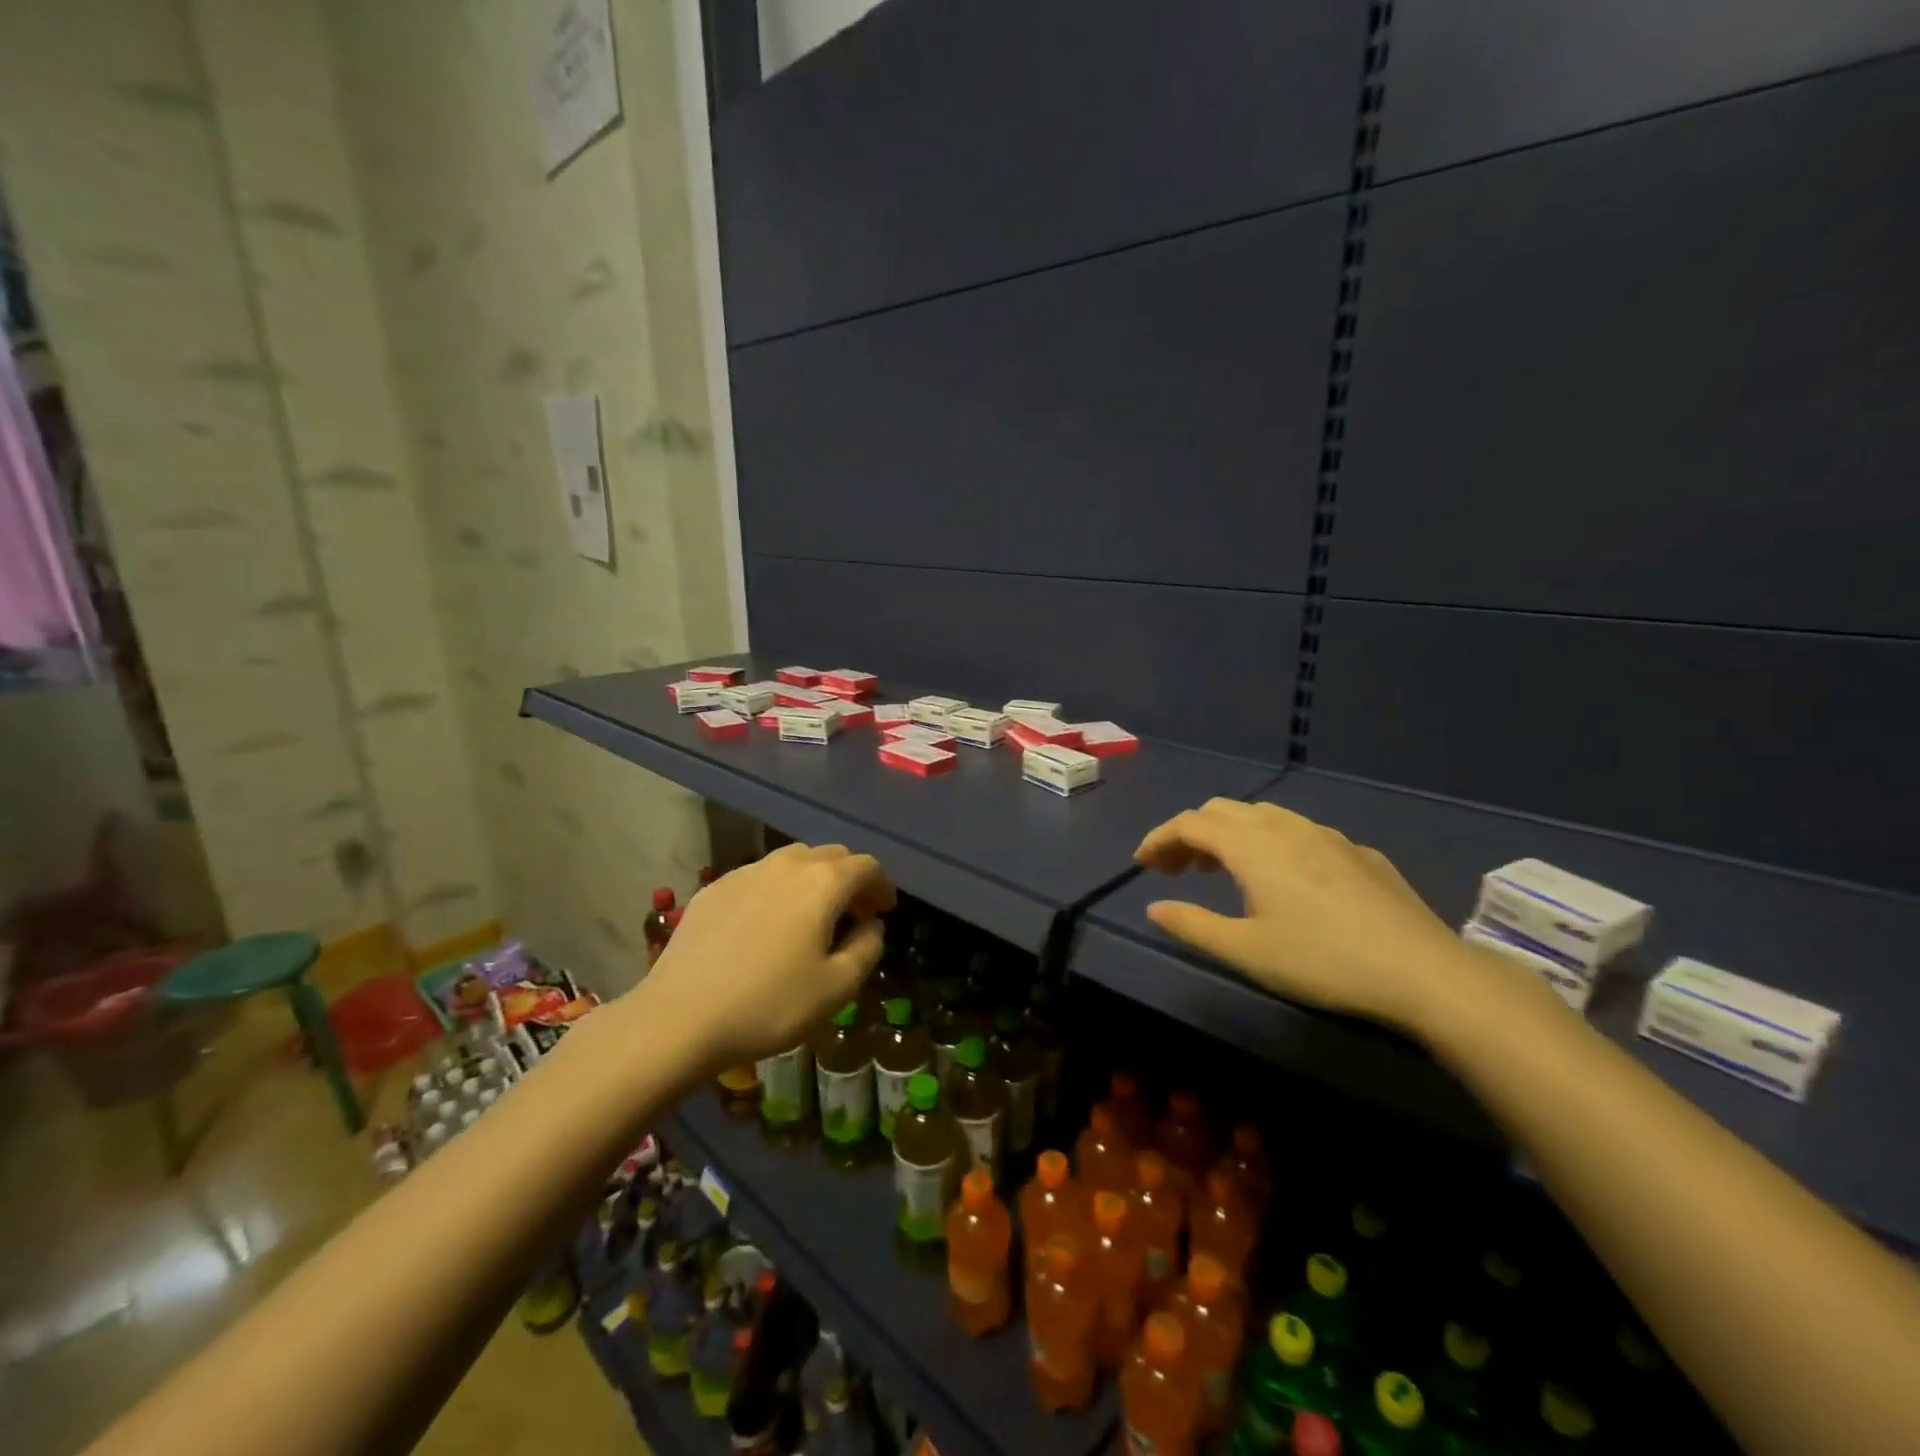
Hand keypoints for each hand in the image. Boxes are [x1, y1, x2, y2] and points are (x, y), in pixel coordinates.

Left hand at [638, 843, 895, 1070]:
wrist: (680, 1018)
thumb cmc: (770, 1005)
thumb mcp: (837, 988)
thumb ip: (867, 949)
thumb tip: (872, 926)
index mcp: (823, 883)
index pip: (866, 866)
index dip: (882, 885)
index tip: (884, 911)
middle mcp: (787, 864)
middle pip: (831, 856)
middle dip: (850, 879)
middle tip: (854, 914)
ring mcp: (746, 872)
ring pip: (793, 861)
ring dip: (814, 880)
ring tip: (812, 916)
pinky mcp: (714, 888)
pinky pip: (760, 876)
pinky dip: (778, 889)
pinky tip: (768, 924)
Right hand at [1133, 798, 1471, 1031]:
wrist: (1423, 972)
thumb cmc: (1322, 960)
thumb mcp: (1246, 951)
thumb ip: (1193, 925)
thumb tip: (1154, 908)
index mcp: (1252, 845)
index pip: (1190, 824)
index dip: (1159, 838)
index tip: (1142, 864)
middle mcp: (1285, 827)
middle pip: (1222, 811)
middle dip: (1191, 834)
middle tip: (1176, 870)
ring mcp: (1327, 836)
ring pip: (1263, 815)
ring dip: (1230, 835)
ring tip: (1222, 870)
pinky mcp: (1358, 852)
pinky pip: (1299, 832)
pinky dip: (1270, 843)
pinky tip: (1284, 880)